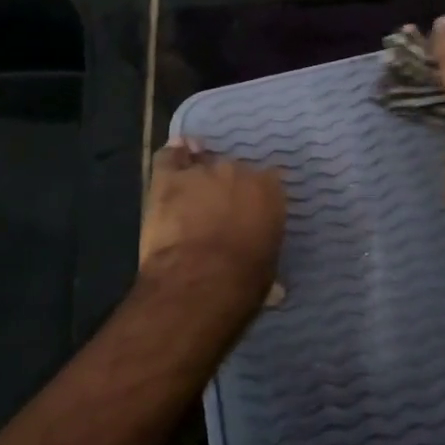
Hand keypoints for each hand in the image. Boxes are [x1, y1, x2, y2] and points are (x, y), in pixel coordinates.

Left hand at [140, 139, 285, 303]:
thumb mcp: (268, 270)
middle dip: (227, 188)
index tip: (250, 212)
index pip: (267, 180)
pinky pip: (169, 157)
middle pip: (233, 170)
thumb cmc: (243, 281)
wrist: (199, 283)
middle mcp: (239, 171)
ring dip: (198, 180)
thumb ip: (265, 255)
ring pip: (201, 164)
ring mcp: (202, 172)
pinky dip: (172, 156)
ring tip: (192, 197)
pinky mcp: (169, 179)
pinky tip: (173, 157)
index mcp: (270, 190)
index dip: (255, 196)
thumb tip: (275, 287)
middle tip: (219, 211)